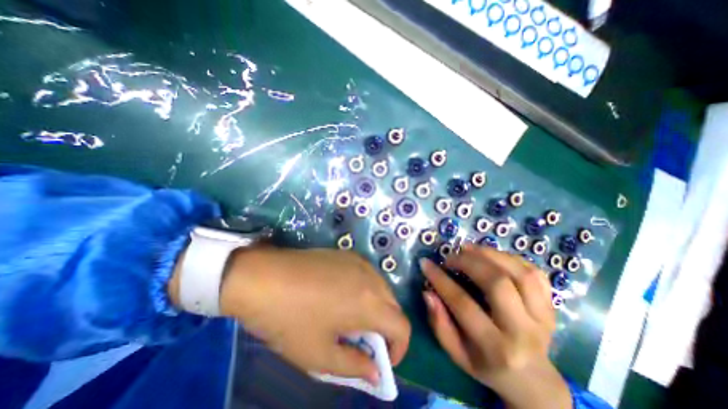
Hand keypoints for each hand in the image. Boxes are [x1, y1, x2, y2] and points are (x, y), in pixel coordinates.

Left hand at [218, 247, 411, 384]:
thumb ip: (354, 366)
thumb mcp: (319, 354)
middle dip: (385, 328)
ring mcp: (359, 261)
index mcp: (369, 302)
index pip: (402, 326)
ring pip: (381, 288)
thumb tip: (375, 373)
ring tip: (351, 317)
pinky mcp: (346, 254)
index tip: (381, 360)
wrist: (264, 276)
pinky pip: (367, 274)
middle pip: (393, 306)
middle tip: (362, 340)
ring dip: (376, 307)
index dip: (398, 348)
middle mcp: (371, 277)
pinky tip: (342, 294)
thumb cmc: (289, 319)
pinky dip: (365, 289)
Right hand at [421, 245, 574, 408]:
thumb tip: (428, 292)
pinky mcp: (551, 306)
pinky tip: (492, 256)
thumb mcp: (457, 353)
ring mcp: (542, 317)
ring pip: (520, 273)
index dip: (440, 280)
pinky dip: (510, 258)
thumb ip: (440, 323)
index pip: (463, 304)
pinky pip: (534, 272)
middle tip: (451, 256)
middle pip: (497, 283)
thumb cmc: (487, 365)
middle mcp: (523, 331)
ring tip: (469, 249)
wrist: (533, 379)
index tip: (426, 263)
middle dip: (468, 262)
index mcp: (496, 348)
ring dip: (490, 254)